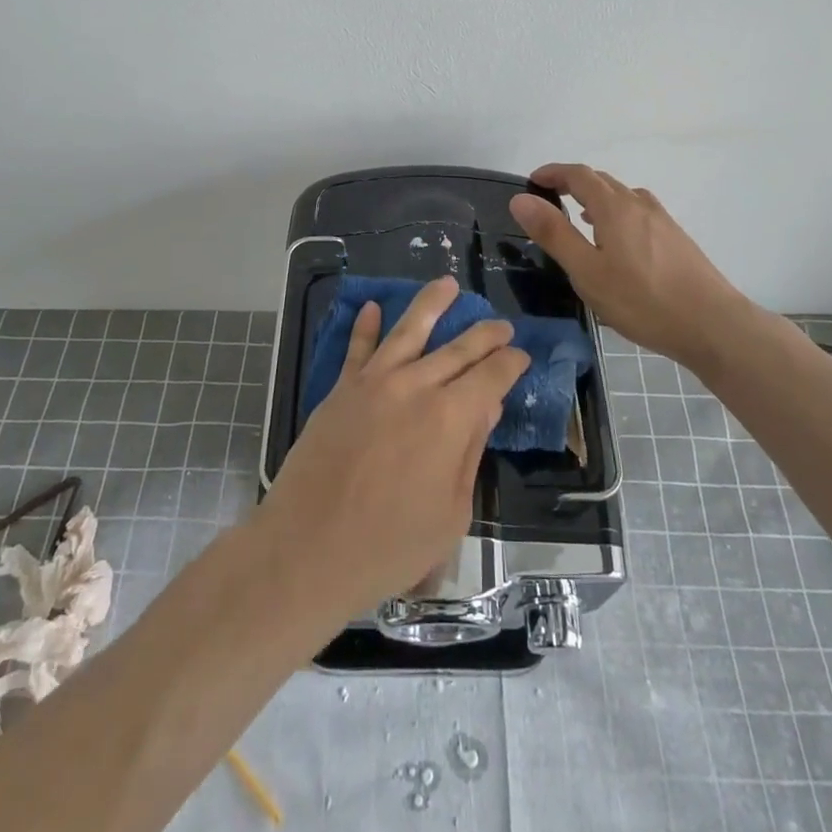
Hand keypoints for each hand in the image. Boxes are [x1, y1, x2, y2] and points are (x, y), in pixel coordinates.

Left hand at [254, 276, 529, 619]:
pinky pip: (357, 348)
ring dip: (431, 303)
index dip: (511, 362)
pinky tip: (372, 308)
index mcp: (450, 418)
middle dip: (485, 333)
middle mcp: (416, 387)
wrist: (309, 548)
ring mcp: (374, 382)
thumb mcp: (450, 513)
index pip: (492, 376)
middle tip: (501, 323)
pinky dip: (365, 325)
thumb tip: (487, 406)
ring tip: (447, 283)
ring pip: (409, 330)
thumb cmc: (389, 546)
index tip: (522, 355)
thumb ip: (470, 453)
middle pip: (459, 347)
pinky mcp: (341, 389)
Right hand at [509, 162, 764, 368]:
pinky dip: (617, 212)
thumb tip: (521, 198)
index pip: (578, 174)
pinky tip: (617, 242)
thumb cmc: (642, 301)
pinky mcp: (676, 238)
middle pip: (601, 180)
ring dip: (596, 198)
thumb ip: (554, 233)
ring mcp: (662, 220)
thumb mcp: (587, 271)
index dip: (553, 173)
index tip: (532, 181)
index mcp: (614, 207)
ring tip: (580, 219)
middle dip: (572, 183)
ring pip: (623, 196)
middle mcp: (639, 204)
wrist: (712, 324)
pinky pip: (638, 211)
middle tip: (549, 200)